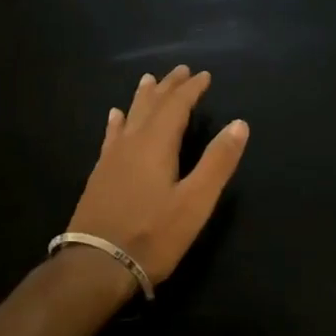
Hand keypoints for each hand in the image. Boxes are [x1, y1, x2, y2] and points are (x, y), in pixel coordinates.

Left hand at [66, 66, 248, 287]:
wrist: (96, 266)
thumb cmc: (153, 236)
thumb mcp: (195, 202)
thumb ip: (218, 162)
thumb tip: (239, 124)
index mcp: (156, 144)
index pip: (176, 106)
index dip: (191, 89)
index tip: (204, 75)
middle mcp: (131, 143)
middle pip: (151, 106)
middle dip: (168, 87)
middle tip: (180, 70)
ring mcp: (111, 159)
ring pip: (129, 117)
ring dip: (142, 98)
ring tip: (148, 80)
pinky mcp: (100, 176)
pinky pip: (111, 136)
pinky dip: (117, 122)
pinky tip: (114, 117)